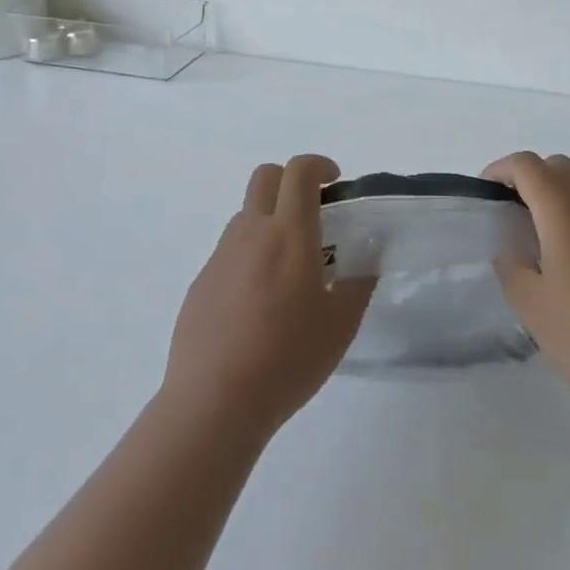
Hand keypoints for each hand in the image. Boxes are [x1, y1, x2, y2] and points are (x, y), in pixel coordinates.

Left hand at [161, 155, 374, 444]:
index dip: (319, 165)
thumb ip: (359, 282)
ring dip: (270, 220)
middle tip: (313, 214)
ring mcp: (220, 257)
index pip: (298, 172)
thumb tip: (369, 254)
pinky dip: (250, 257)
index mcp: (288, 234)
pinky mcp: (201, 284)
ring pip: (246, 216)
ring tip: (290, 267)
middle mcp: (250, 234)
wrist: (214, 403)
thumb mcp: (341, 324)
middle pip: (265, 178)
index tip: (335, 183)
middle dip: (290, 181)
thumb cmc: (288, 359)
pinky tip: (259, 304)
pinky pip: (229, 253)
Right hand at [486, 151, 569, 422]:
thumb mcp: (530, 304)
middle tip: (504, 211)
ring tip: (527, 235)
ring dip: (549, 194)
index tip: (482, 199)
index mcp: (564, 212)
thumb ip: (510, 265)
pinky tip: (558, 258)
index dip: (499, 171)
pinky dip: (568, 213)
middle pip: (555, 166)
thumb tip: (509, 247)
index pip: (527, 165)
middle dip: (525, 177)